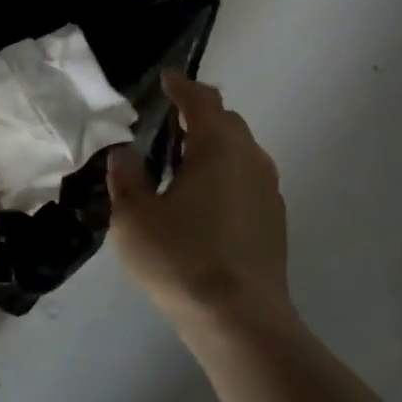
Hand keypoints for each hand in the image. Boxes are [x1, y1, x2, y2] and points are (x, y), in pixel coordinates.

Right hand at [106, 71, 291, 331]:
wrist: (242, 321)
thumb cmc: (182, 260)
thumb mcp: (135, 218)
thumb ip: (126, 177)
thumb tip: (125, 152)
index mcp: (217, 146)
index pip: (201, 99)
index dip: (181, 86)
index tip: (166, 80)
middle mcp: (250, 156)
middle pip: (225, 120)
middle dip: (197, 115)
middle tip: (167, 125)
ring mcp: (268, 187)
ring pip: (240, 149)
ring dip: (213, 146)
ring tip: (183, 164)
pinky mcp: (276, 217)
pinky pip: (248, 176)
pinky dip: (226, 172)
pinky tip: (206, 201)